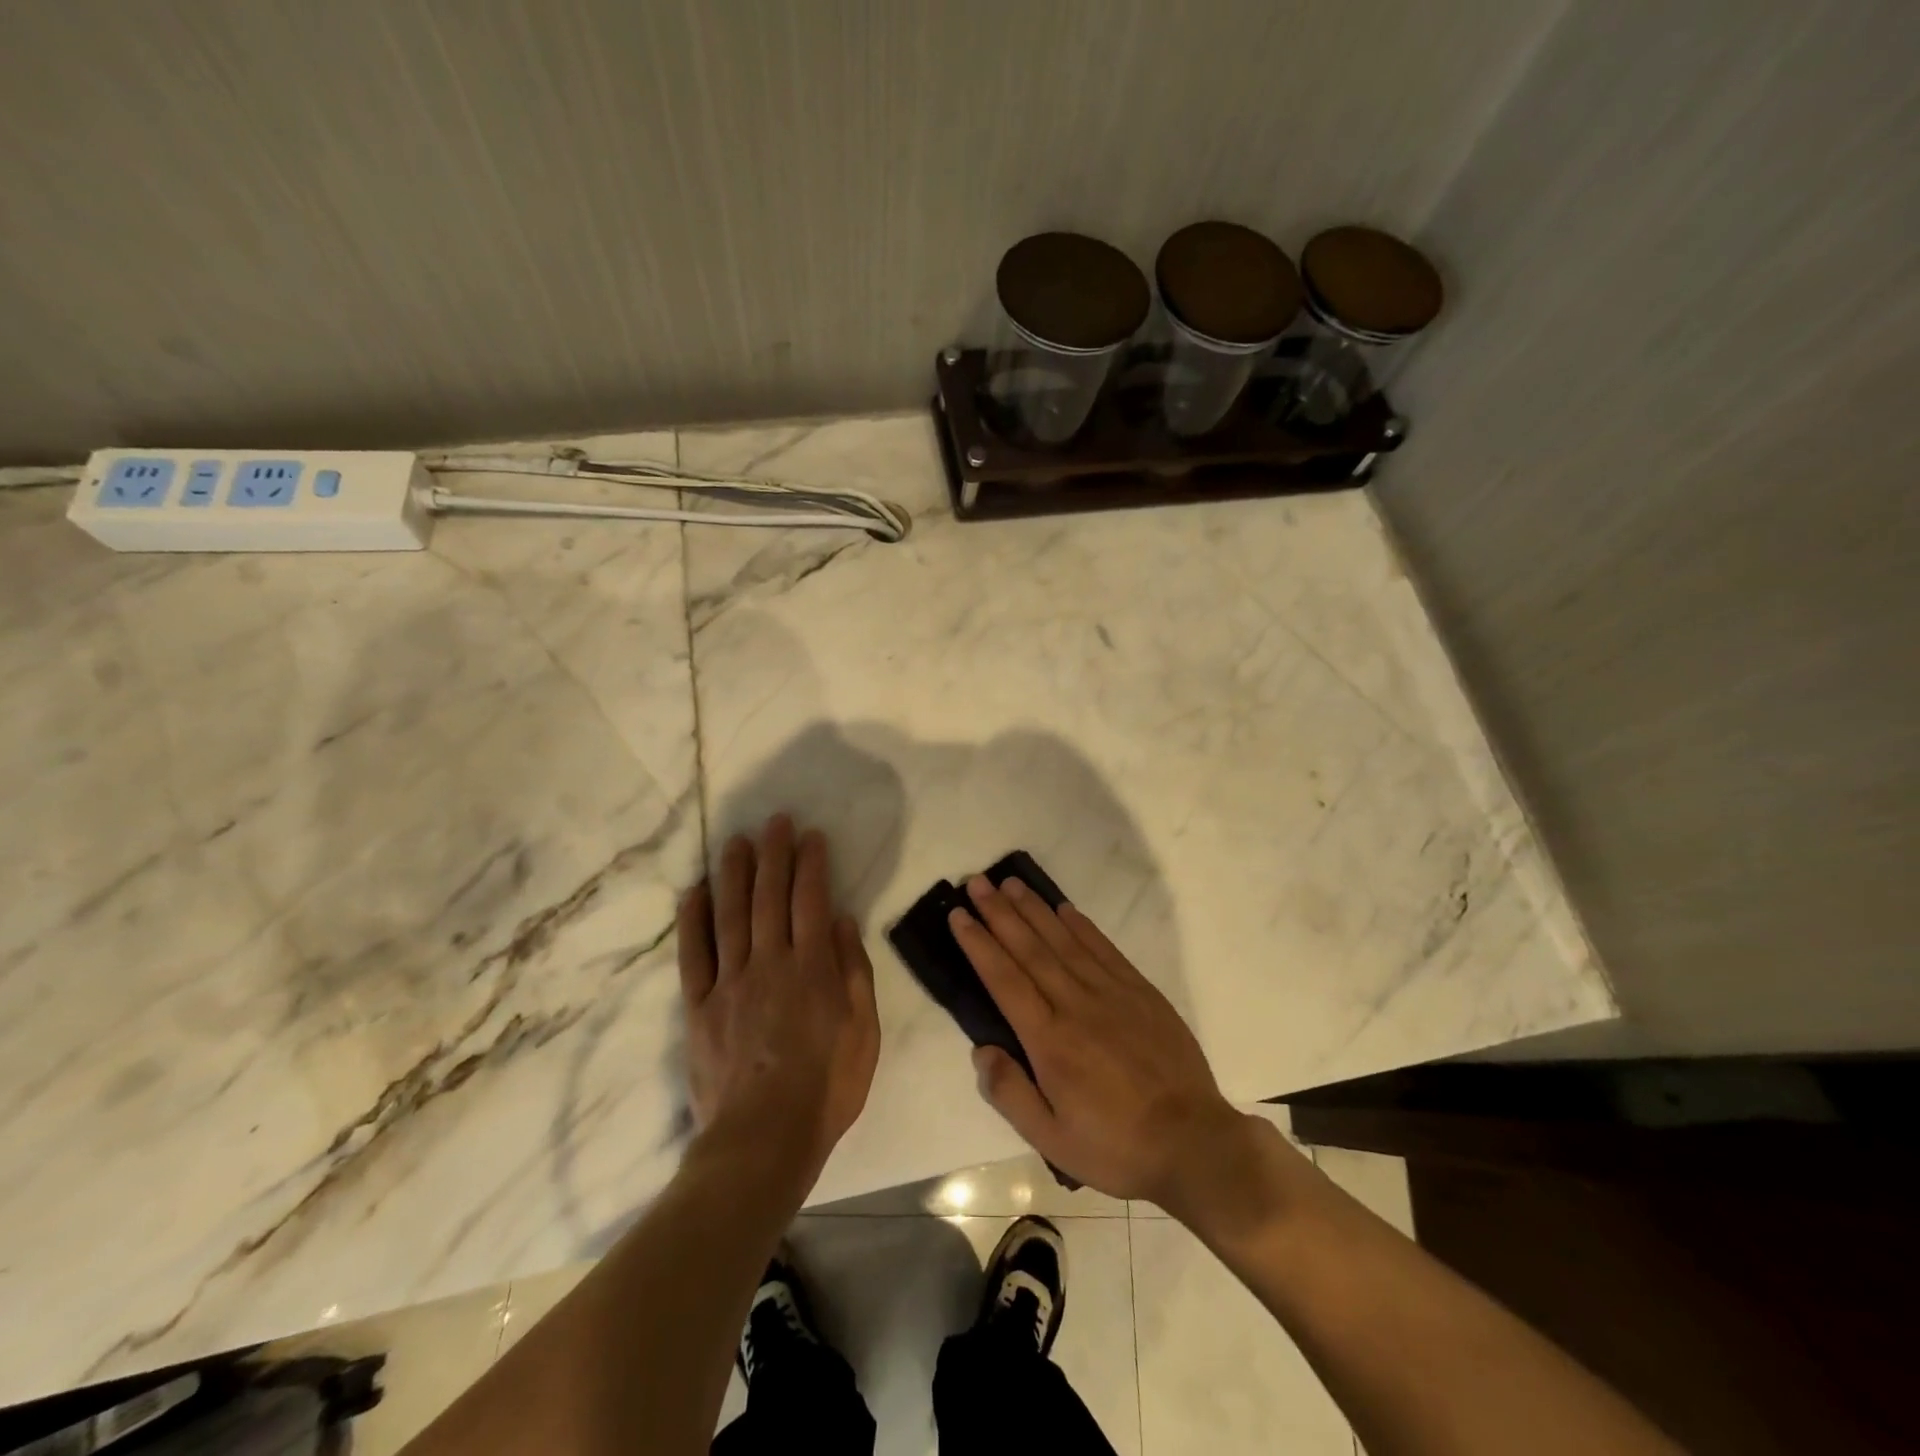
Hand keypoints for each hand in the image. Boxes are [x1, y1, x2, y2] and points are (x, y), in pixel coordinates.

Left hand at [677, 815, 879, 1183]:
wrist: (763, 1140)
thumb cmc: (826, 1087)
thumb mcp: (863, 1031)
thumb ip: (853, 971)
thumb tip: (843, 920)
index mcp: (812, 967)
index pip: (811, 900)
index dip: (811, 864)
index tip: (810, 835)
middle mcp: (769, 962)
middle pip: (769, 896)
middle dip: (774, 854)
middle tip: (774, 821)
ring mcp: (729, 982)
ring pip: (730, 914)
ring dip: (733, 873)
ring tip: (736, 841)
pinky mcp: (699, 1006)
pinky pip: (693, 954)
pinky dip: (693, 920)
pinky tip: (694, 891)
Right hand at [949, 876, 1246, 1206]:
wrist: (1193, 1142)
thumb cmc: (1115, 1146)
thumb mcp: (1052, 1140)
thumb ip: (1011, 1094)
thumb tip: (981, 1049)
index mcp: (1049, 1040)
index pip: (1004, 979)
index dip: (979, 943)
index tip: (958, 914)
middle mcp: (1075, 1004)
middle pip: (1029, 948)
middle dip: (999, 913)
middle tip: (976, 883)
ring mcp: (1111, 992)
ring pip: (1064, 940)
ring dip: (1034, 909)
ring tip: (1011, 883)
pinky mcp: (1140, 991)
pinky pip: (1103, 948)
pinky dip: (1081, 925)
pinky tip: (1064, 909)